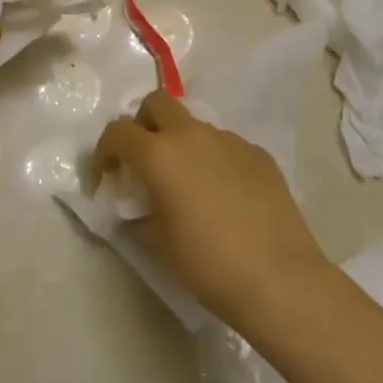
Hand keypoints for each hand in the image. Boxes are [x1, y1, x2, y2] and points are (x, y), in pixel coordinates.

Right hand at [93, 92, 329, 327]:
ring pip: (194, 125)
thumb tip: (136, 210)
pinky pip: (225, 146)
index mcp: (159, 154)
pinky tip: (224, 197)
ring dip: (181, 143)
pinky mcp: (259, 154)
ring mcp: (230, 141)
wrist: (280, 279)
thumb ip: (137, 216)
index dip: (103, 152)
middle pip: (157, 103)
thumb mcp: (157, 244)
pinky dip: (213, 160)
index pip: (117, 132)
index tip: (105, 177)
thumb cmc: (208, 263)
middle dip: (143, 124)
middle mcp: (192, 135)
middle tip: (144, 161)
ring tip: (188, 184)